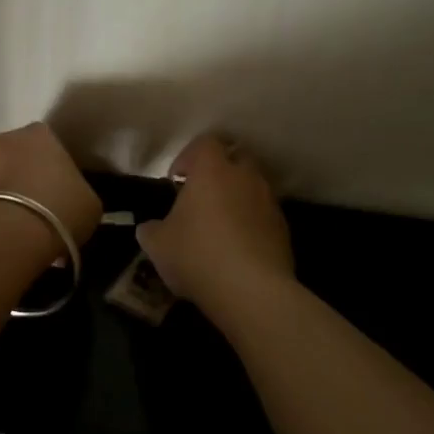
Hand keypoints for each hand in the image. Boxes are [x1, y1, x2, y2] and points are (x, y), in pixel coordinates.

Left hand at [0, 122, 102, 252]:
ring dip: (3, 196)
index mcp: (40, 134)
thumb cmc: (59, 209)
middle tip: (37, 211)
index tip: (59, 195)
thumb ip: (78, 193)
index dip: (54, 171)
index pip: (49, 146)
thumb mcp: (88, 203)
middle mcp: (3, 139)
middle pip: (17, 158)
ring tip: (16, 229)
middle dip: (24, 179)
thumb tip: (71, 200)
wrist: (8, 232)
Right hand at [136, 134, 294, 312]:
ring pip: (254, 186)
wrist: (252, 291)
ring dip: (239, 197)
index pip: (206, 142)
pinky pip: (265, 215)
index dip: (189, 156)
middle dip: (221, 170)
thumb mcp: (157, 245)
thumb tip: (149, 228)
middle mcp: (245, 177)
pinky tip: (238, 248)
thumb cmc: (197, 255)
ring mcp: (269, 203)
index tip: (177, 178)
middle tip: (203, 194)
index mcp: (212, 170)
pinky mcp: (284, 230)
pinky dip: (253, 223)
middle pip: (237, 156)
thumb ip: (151, 230)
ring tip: (221, 224)